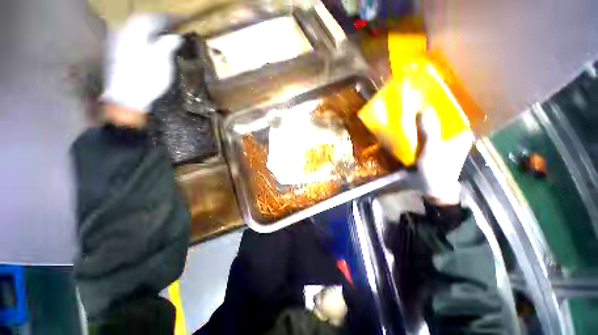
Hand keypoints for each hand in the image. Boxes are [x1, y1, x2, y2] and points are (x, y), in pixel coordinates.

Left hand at [101, 13, 181, 112]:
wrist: (126, 98)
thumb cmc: (145, 79)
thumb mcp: (161, 61)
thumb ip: (167, 44)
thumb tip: (175, 36)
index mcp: (134, 32)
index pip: (153, 17)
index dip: (169, 17)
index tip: (184, 19)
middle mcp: (123, 31)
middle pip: (143, 20)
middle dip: (161, 21)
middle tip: (176, 25)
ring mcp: (118, 41)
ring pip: (138, 28)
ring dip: (153, 28)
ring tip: (166, 32)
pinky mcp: (118, 51)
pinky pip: (134, 36)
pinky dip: (146, 36)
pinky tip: (153, 42)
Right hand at [417, 109, 473, 204]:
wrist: (434, 189)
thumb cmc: (437, 169)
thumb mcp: (432, 148)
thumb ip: (429, 129)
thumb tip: (424, 107)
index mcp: (461, 134)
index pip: (451, 113)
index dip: (438, 105)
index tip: (424, 99)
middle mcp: (456, 136)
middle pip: (441, 120)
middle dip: (428, 114)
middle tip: (413, 107)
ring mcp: (446, 143)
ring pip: (433, 128)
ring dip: (423, 124)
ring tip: (410, 116)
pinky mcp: (436, 149)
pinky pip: (428, 136)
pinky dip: (420, 133)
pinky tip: (411, 130)